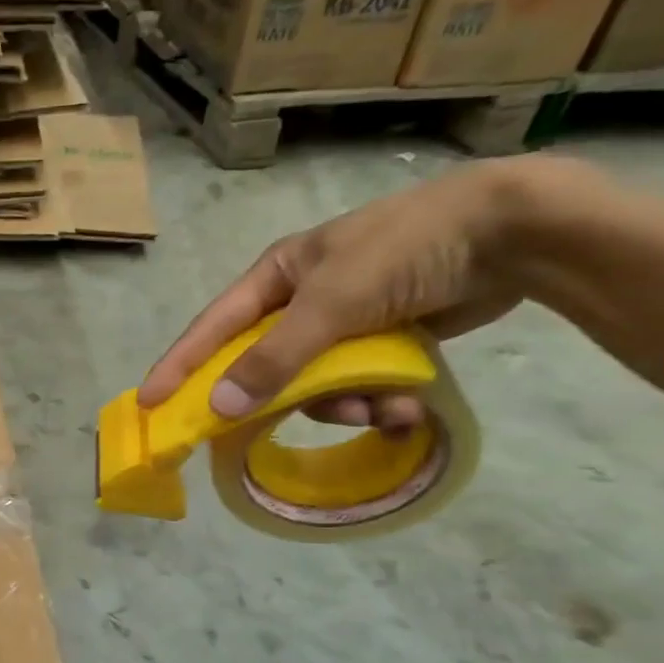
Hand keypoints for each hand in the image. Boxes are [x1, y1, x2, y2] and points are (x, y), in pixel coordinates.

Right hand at [138, 158, 569, 425]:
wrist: (514, 232)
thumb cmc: (405, 250)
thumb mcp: (331, 303)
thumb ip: (274, 358)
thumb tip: (220, 406)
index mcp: (276, 277)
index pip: (212, 329)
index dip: (179, 366)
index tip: (149, 404)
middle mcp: (301, 302)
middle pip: (265, 366)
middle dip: (285, 397)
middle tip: (272, 430)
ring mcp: (343, 323)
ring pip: (316, 385)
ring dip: (346, 405)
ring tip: (383, 409)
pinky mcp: (383, 341)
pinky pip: (359, 385)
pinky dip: (379, 402)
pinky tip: (409, 408)